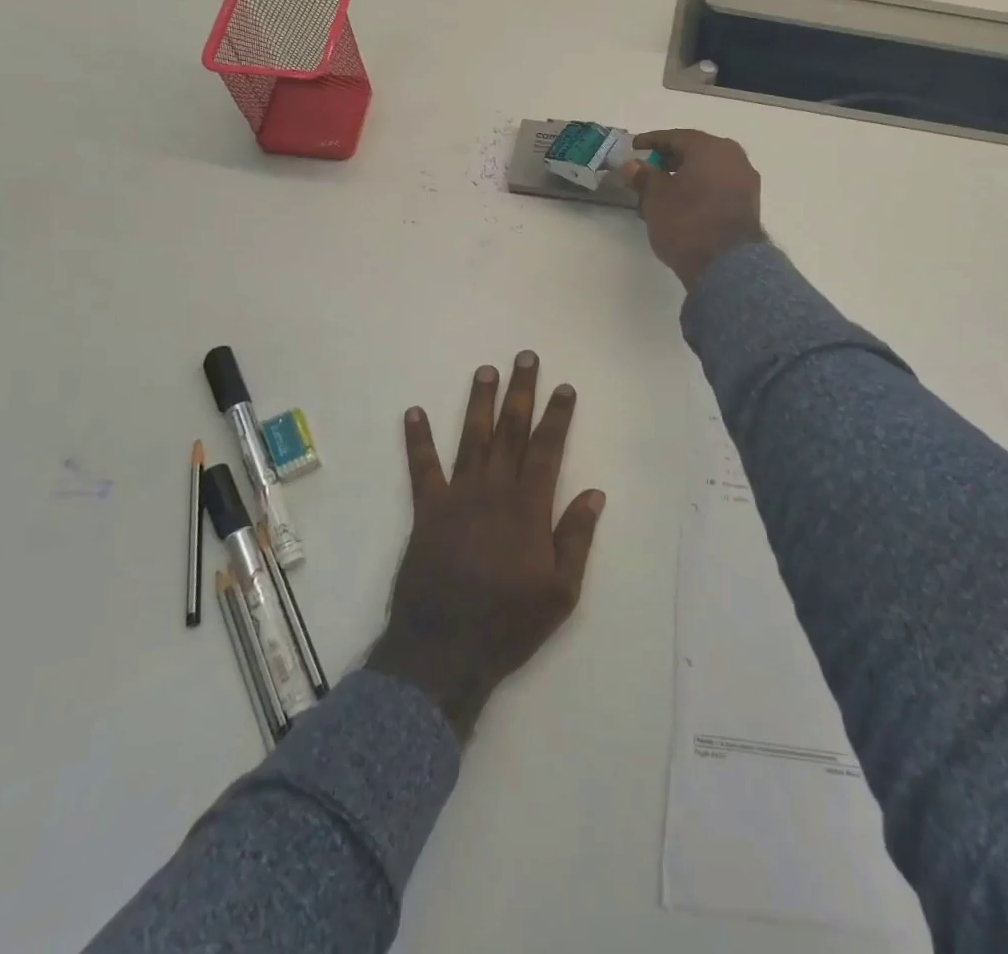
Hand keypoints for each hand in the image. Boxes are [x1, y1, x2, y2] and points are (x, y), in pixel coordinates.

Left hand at [366, 352, 604, 741]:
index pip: (547, 449)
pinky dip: (417, 440)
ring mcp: (457, 497)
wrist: (443, 651)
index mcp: (529, 507)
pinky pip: (421, 468)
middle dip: (520, 392)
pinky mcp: (426, 511)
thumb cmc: (508, 623)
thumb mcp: (561, 592)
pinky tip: (413, 412)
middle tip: (525, 357)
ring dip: (479, 403)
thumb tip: (594, 493)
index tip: (563, 387)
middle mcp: (494, 491)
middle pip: (511, 431)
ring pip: (472, 439)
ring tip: (485, 370)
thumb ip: (576, 538)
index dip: (557, 415)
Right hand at [620, 129, 766, 290]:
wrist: (726, 265)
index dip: (652, 141)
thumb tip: (633, 165)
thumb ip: (643, 176)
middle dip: (670, 160)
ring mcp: (746, 182)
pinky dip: (700, 190)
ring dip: (686, 177)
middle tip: (648, 170)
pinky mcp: (749, 205)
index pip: (676, 137)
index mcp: (711, 148)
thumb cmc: (686, 223)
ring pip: (709, 171)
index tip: (634, 147)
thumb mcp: (656, 198)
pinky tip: (683, 205)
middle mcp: (734, 158)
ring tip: (662, 192)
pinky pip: (719, 188)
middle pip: (696, 152)